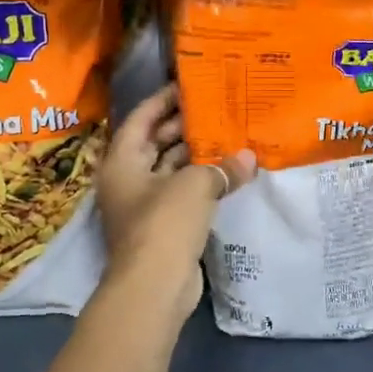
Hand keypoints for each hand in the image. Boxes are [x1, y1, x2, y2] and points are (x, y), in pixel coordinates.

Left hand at [97, 85, 256, 320]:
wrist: (154, 286)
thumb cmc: (164, 223)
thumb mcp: (195, 185)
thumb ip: (222, 167)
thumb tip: (249, 158)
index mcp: (122, 161)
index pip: (141, 118)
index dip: (163, 100)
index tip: (188, 85)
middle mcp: (128, 179)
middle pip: (155, 142)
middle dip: (184, 126)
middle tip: (217, 108)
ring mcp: (145, 204)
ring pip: (171, 169)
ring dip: (196, 154)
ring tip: (228, 134)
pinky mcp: (163, 226)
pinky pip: (183, 192)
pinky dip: (202, 181)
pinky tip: (229, 171)